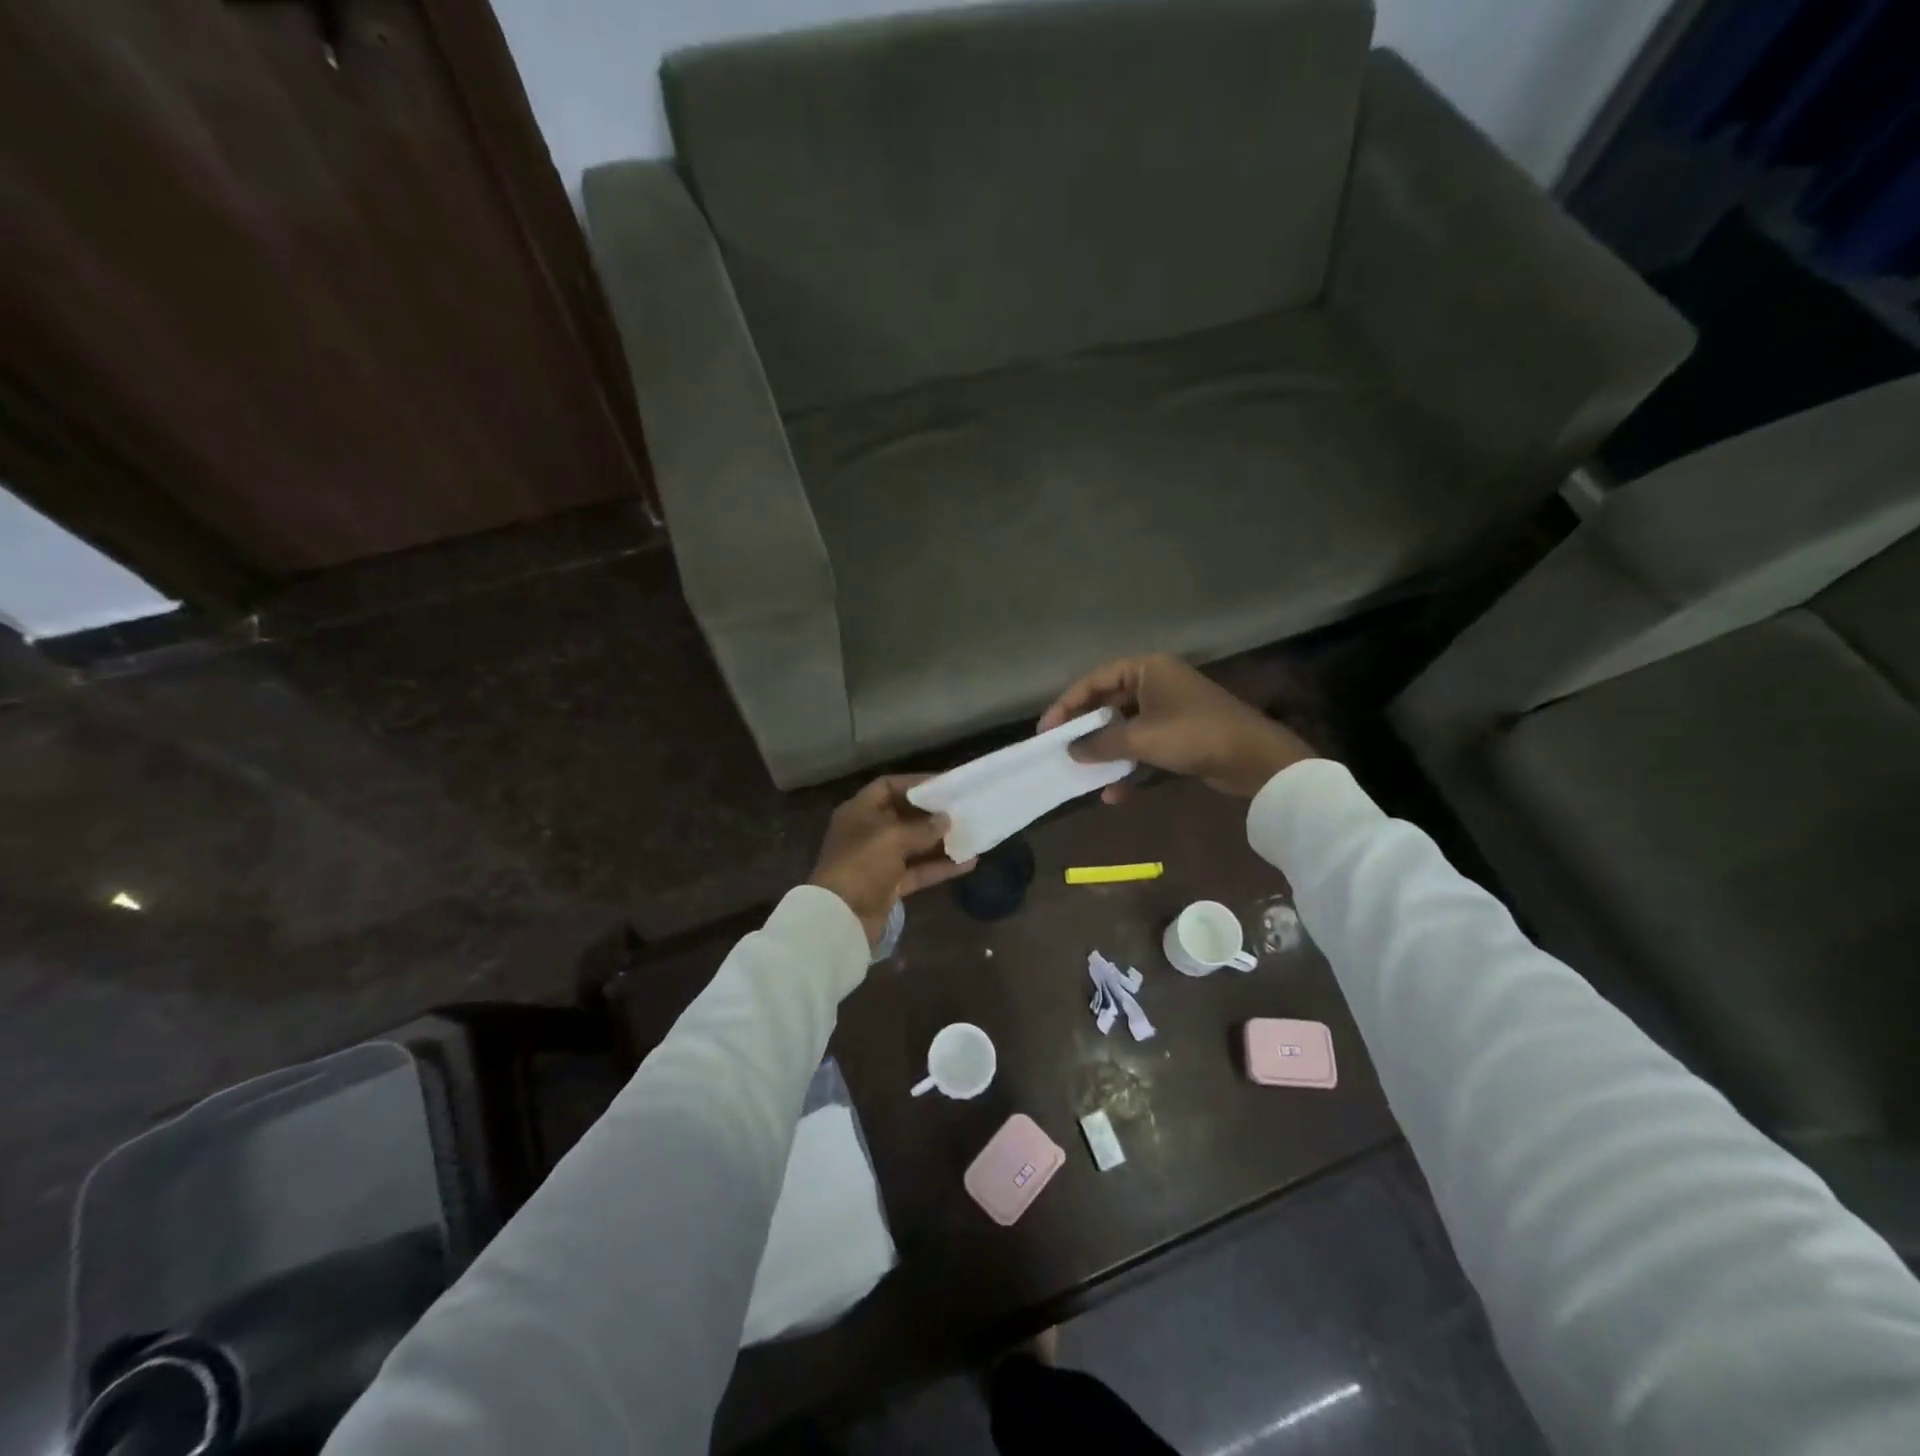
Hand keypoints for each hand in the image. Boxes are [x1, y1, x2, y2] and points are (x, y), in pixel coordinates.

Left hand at [809, 776, 976, 944]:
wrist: (841, 917)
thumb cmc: (862, 864)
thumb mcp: (892, 838)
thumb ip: (922, 827)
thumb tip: (946, 820)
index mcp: (859, 811)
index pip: (887, 786)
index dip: (915, 783)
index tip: (944, 784)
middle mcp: (868, 832)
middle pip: (903, 815)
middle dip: (932, 814)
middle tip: (963, 809)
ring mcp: (878, 860)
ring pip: (914, 845)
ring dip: (940, 841)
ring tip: (971, 834)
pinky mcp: (889, 885)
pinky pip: (918, 870)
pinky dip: (940, 867)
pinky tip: (968, 863)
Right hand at [1038, 654, 1316, 800]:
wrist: (1254, 759)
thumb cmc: (1193, 735)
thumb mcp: (1141, 738)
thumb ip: (1101, 743)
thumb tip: (1072, 751)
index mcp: (1147, 669)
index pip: (1096, 680)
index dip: (1067, 704)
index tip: (1046, 729)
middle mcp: (1156, 684)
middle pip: (1109, 704)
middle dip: (1085, 730)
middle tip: (1059, 748)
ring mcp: (1170, 710)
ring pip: (1126, 728)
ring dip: (1105, 751)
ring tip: (1081, 771)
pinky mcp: (1180, 736)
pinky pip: (1144, 747)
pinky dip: (1129, 766)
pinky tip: (1114, 793)